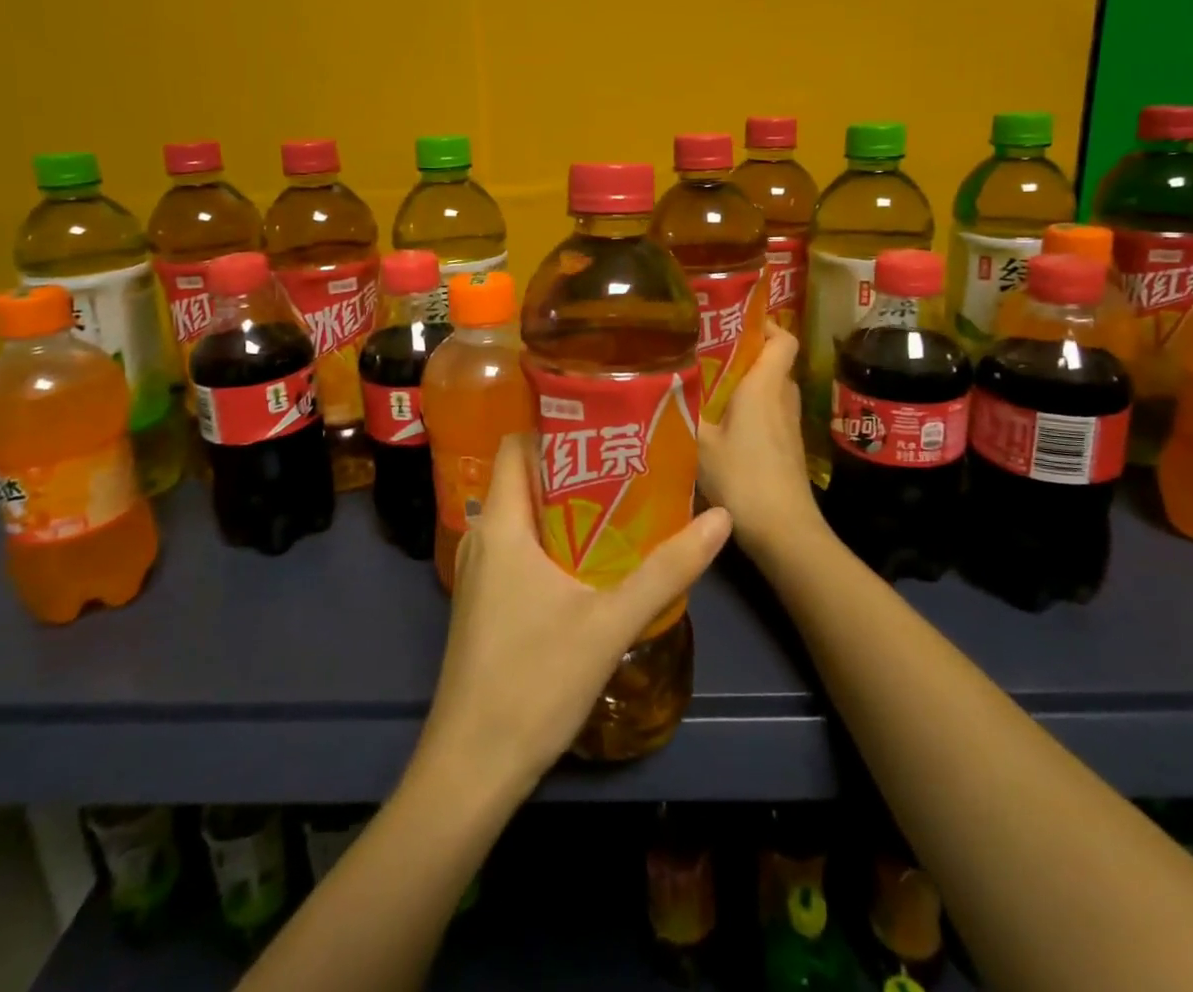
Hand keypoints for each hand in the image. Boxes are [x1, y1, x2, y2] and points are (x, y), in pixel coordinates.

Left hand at [418, 434, 732, 797]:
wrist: (471, 769)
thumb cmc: (534, 682)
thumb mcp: (610, 623)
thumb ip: (667, 570)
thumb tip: (721, 518)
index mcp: (500, 525)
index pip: (515, 446)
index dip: (554, 426)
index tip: (603, 423)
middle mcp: (482, 538)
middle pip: (523, 479)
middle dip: (573, 465)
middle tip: (627, 460)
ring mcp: (479, 575)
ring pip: (522, 517)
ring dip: (565, 505)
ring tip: (619, 501)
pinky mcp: (484, 604)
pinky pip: (518, 549)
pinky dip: (552, 540)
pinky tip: (591, 559)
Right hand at [697, 323, 824, 564]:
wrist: (784, 531)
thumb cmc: (742, 478)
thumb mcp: (700, 443)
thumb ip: (685, 411)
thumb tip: (666, 385)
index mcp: (765, 387)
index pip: (784, 339)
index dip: (766, 324)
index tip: (735, 322)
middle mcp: (783, 399)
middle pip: (774, 362)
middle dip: (745, 354)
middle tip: (707, 353)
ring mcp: (789, 425)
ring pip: (771, 390)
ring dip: (746, 384)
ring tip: (707, 387)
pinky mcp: (787, 447)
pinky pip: (769, 413)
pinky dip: (750, 410)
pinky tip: (720, 425)